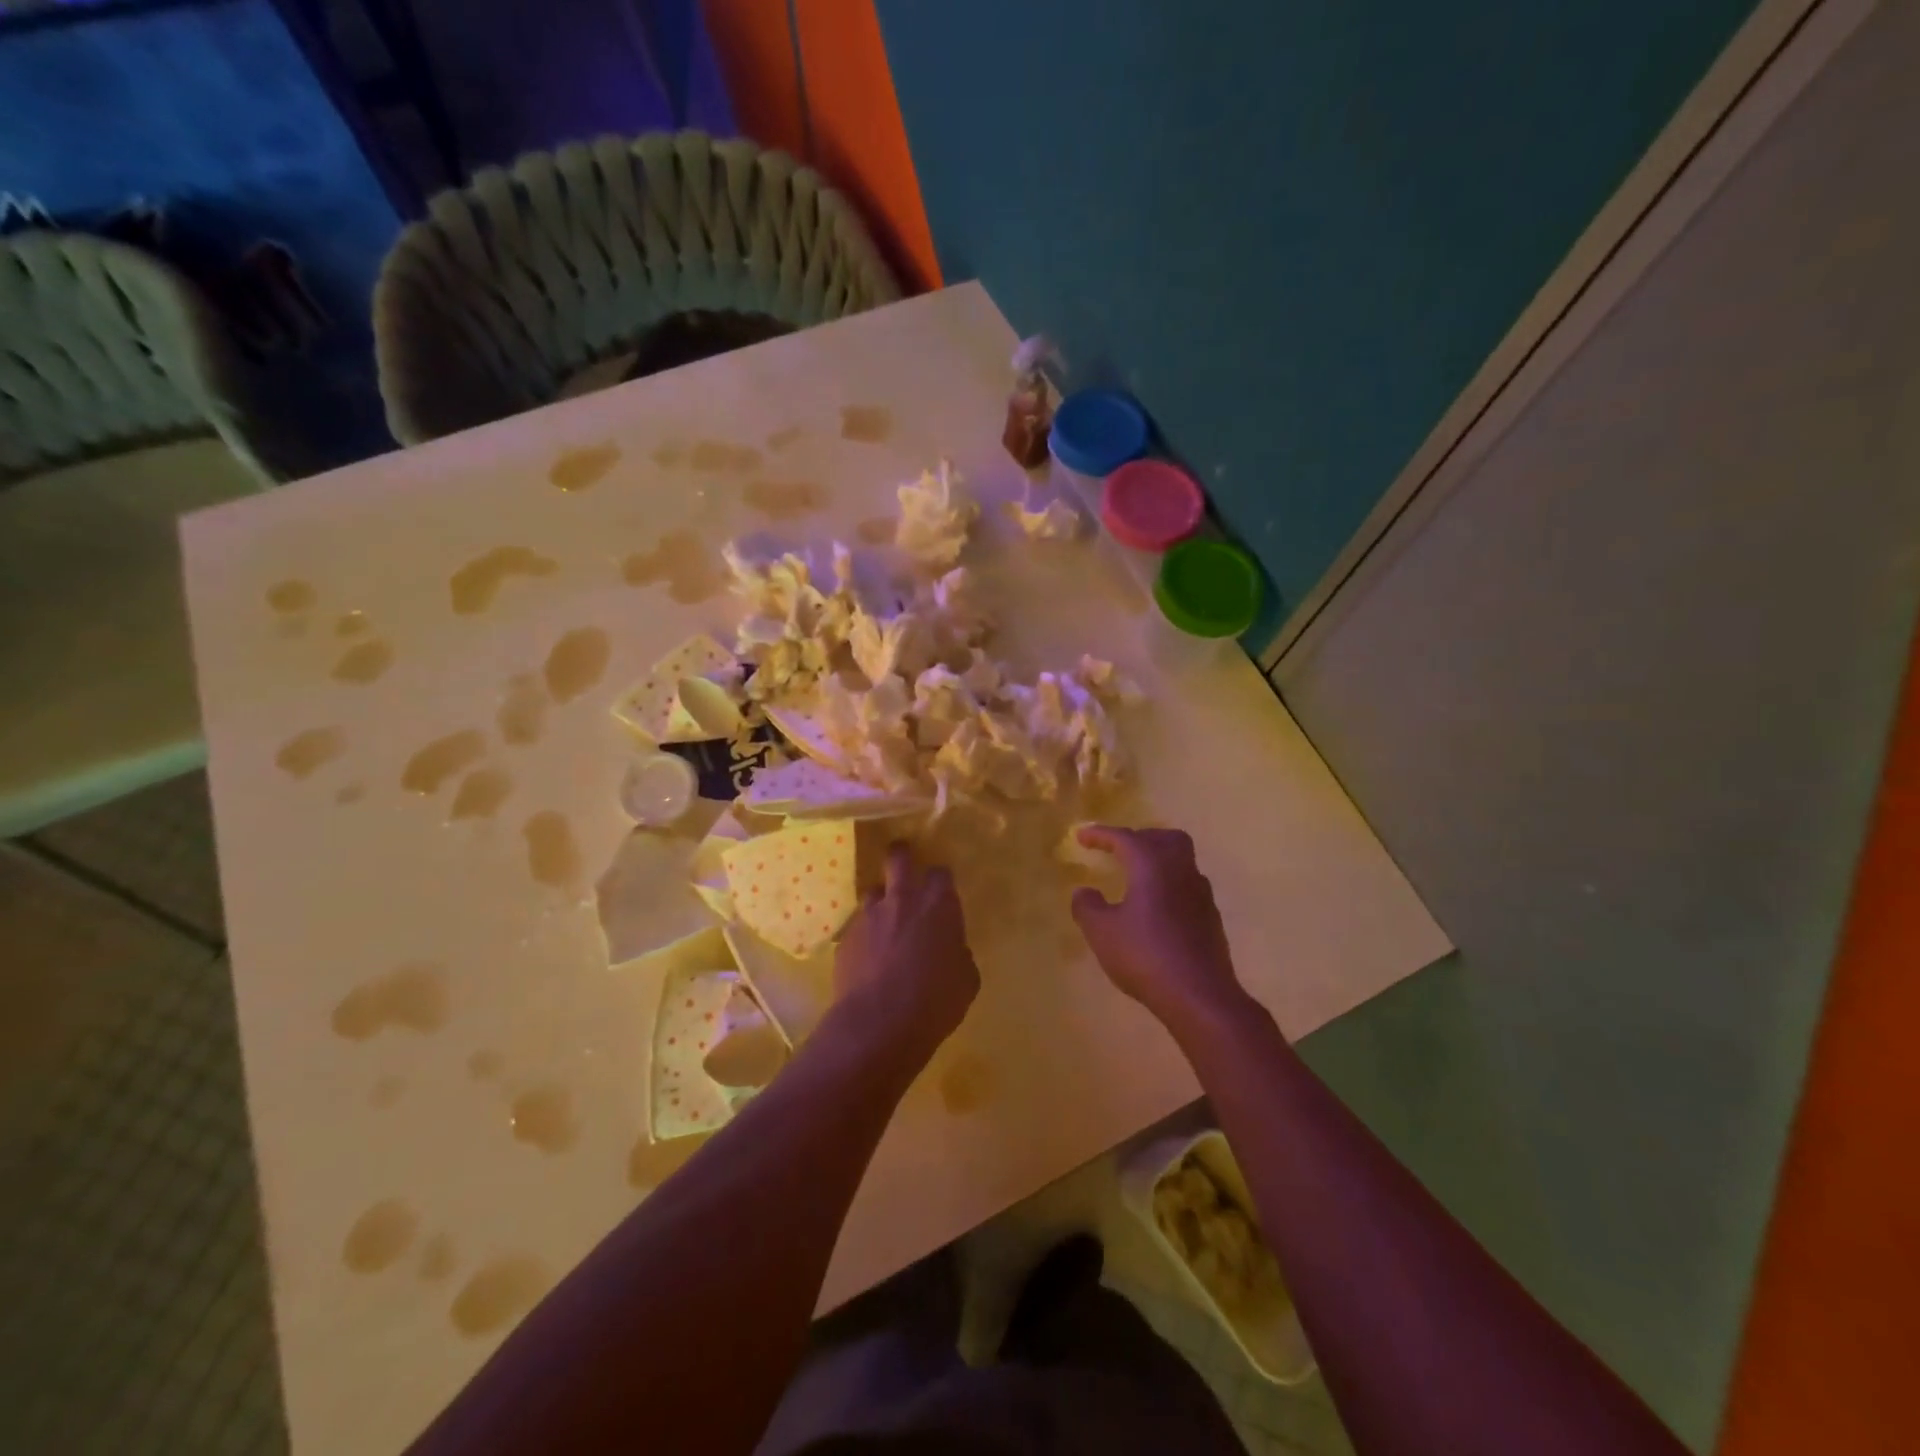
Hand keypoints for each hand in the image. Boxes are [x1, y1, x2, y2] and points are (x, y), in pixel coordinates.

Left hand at [834, 843, 979, 1066]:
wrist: (878, 1023)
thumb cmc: (934, 1001)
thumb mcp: (966, 981)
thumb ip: (959, 955)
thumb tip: (952, 951)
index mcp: (938, 906)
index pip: (941, 873)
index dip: (940, 879)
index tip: (941, 889)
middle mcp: (903, 900)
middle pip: (898, 859)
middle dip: (901, 856)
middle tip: (902, 861)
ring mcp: (869, 916)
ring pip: (873, 891)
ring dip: (880, 900)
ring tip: (883, 920)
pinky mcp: (846, 937)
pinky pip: (857, 926)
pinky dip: (865, 935)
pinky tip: (868, 956)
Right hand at [1071, 826, 1247, 1033]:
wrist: (1200, 995)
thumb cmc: (1145, 955)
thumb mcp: (1102, 932)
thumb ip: (1088, 907)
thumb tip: (1084, 892)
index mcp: (1152, 865)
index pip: (1125, 838)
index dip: (1101, 834)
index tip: (1081, 836)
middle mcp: (1180, 871)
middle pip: (1164, 838)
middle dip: (1140, 837)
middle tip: (1119, 850)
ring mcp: (1200, 894)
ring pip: (1181, 861)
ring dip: (1158, 861)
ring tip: (1136, 879)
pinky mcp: (1210, 918)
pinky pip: (1187, 887)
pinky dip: (1169, 886)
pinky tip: (1156, 909)